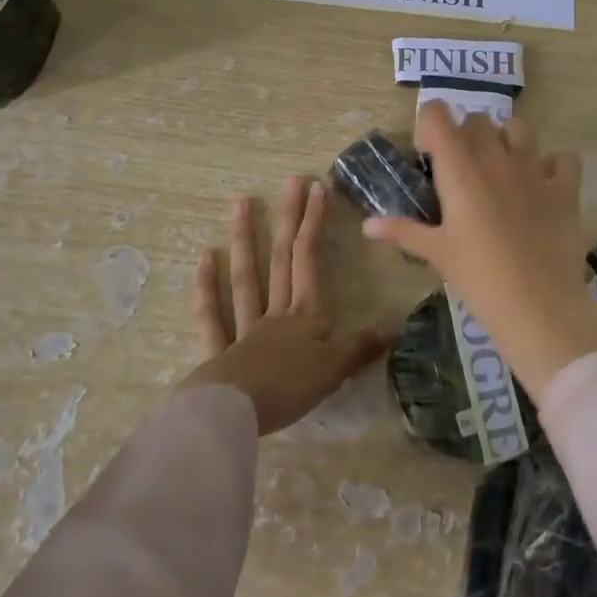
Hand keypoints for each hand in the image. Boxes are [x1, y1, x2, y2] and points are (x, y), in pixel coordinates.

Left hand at [178, 176, 387, 434]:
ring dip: (245, 239)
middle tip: (291, 181)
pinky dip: (208, 288)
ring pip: (246, 277)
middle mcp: (277, 313)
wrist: (233, 415)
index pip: (311, 259)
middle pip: (282, 259)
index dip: (315, 223)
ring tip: (241, 202)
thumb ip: (360, 348)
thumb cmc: (288, 389)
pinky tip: (205, 258)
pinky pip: (213, 316)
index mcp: (307, 315)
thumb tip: (392, 328)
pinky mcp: (220, 353)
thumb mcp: (334, 371)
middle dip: (289, 218)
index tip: (317, 188)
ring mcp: (245, 329)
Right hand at [360, 105, 596, 400]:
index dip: (429, 125)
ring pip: (519, 127)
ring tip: (501, 170)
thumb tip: (368, 225)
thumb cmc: (478, 278)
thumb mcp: (436, 254)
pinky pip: (564, 159)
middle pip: (477, 120)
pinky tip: (545, 185)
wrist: (538, 306)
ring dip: (507, 140)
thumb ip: (402, 231)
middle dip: (466, 135)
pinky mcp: (565, 188)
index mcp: (459, 168)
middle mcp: (496, 157)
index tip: (428, 154)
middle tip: (461, 170)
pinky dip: (554, 165)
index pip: (438, 114)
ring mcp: (534, 169)